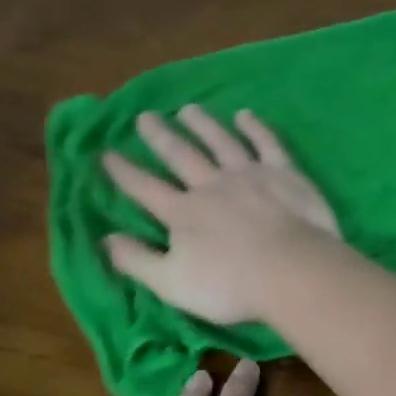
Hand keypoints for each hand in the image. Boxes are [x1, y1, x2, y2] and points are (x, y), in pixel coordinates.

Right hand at [102, 106, 340, 324]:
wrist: (291, 270)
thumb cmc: (230, 285)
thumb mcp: (171, 283)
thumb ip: (137, 260)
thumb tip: (105, 238)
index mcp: (183, 213)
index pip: (145, 188)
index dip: (124, 171)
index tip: (105, 152)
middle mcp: (211, 185)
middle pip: (181, 155)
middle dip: (160, 136)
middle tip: (145, 116)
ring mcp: (248, 174)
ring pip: (220, 141)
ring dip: (203, 124)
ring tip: (188, 109)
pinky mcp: (282, 171)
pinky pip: (266, 143)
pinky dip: (254, 127)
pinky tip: (245, 115)